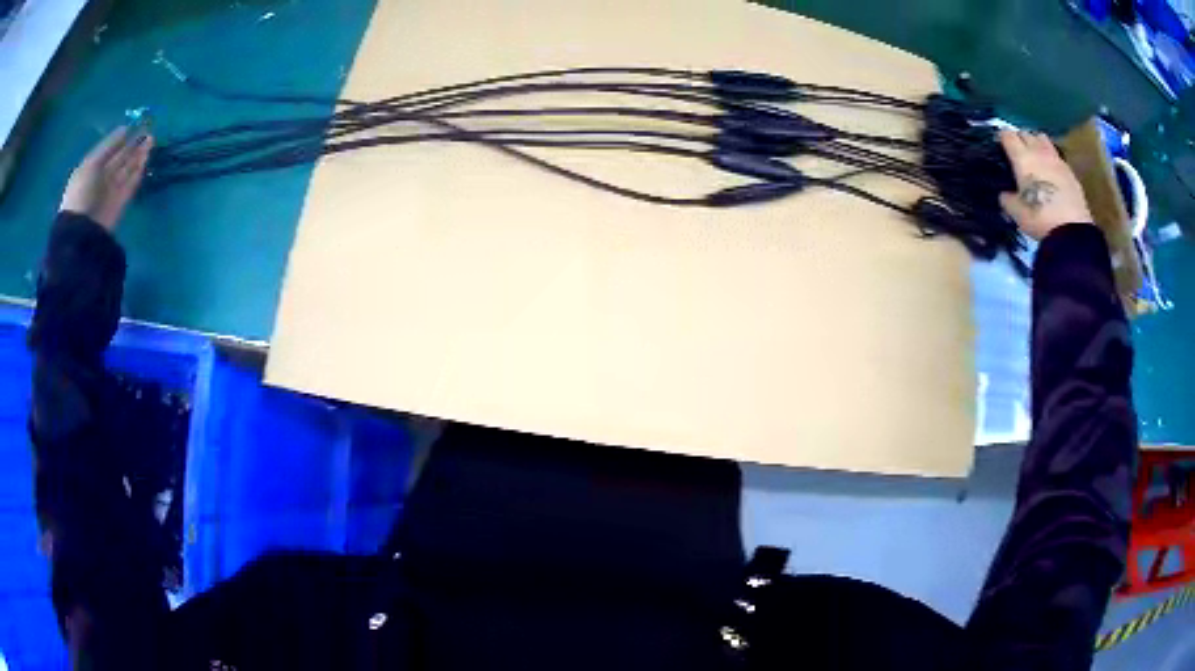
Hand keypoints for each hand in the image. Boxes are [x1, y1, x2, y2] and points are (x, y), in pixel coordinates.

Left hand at [60, 127, 153, 230]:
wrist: (82, 232)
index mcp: (92, 169)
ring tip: (151, 140)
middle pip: (120, 159)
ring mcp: (111, 192)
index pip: (109, 150)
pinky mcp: (121, 203)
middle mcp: (102, 179)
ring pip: (127, 169)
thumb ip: (108, 146)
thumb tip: (125, 129)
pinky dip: (138, 171)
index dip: (121, 138)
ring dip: (138, 155)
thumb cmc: (82, 193)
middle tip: (147, 129)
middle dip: (132, 145)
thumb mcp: (91, 164)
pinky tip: (146, 159)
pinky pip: (131, 184)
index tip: (134, 125)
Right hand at [998, 129, 1092, 240]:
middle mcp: (1038, 152)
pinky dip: (1051, 158)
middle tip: (1017, 153)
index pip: (1007, 135)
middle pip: (1025, 133)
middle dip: (1019, 139)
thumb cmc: (1040, 219)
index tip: (1000, 146)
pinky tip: (1051, 171)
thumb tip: (1004, 194)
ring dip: (1036, 143)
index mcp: (1022, 158)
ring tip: (1036, 156)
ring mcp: (1056, 159)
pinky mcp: (1069, 171)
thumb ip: (1008, 199)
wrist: (1071, 232)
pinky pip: (1056, 155)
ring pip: (1042, 138)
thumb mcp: (1017, 213)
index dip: (1002, 138)